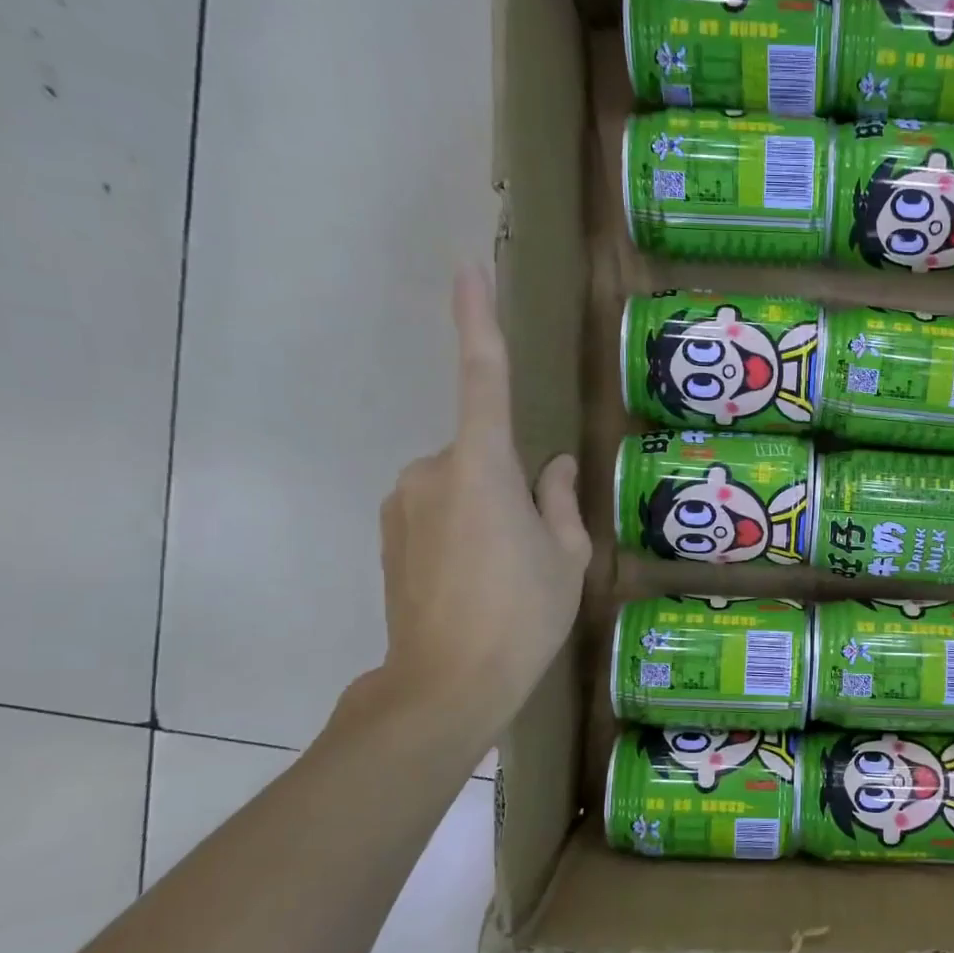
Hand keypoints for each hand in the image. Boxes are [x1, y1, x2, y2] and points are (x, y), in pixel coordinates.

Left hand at [365, 266, 590, 735]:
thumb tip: (555, 466)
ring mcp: (402, 503)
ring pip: (459, 486)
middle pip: (482, 454)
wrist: (446, 684)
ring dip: (486, 513)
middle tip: (533, 551)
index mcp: (482, 467)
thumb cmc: (522, 615)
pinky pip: (435, 512)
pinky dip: (460, 532)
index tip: (468, 268)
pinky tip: (473, 583)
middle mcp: (431, 470)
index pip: (482, 378)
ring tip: (502, 576)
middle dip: (510, 487)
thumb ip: (560, 500)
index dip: (477, 321)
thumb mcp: (566, 558)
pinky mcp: (387, 534)